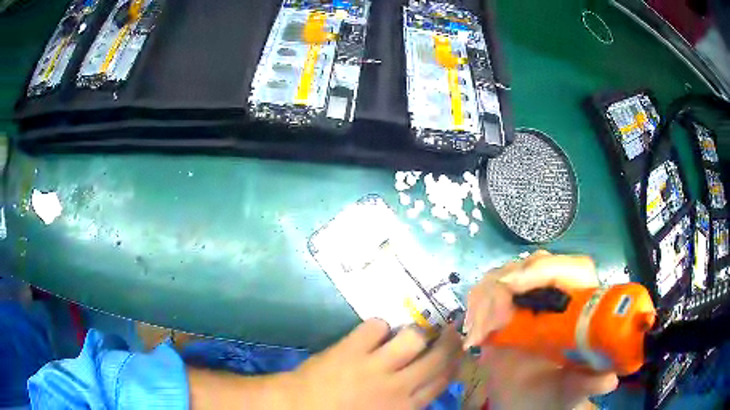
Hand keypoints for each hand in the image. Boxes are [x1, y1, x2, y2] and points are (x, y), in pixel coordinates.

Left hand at [288, 319, 462, 408]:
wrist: (297, 407)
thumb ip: (408, 403)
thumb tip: (426, 383)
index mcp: (406, 406)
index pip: (443, 380)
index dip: (454, 362)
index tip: (458, 350)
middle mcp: (398, 386)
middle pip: (438, 357)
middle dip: (448, 341)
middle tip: (450, 329)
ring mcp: (375, 365)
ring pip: (413, 337)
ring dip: (413, 332)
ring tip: (408, 332)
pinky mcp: (352, 348)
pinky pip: (376, 325)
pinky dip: (376, 326)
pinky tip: (372, 332)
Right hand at [464, 251, 617, 409]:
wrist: (525, 404)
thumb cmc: (553, 395)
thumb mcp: (570, 392)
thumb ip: (587, 384)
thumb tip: (609, 379)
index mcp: (582, 309)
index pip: (574, 269)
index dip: (547, 269)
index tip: (514, 287)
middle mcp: (558, 297)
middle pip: (536, 265)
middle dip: (507, 288)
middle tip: (488, 324)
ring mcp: (529, 301)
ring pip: (507, 275)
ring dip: (485, 301)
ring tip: (477, 337)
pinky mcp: (504, 309)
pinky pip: (487, 292)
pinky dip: (475, 308)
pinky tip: (473, 336)